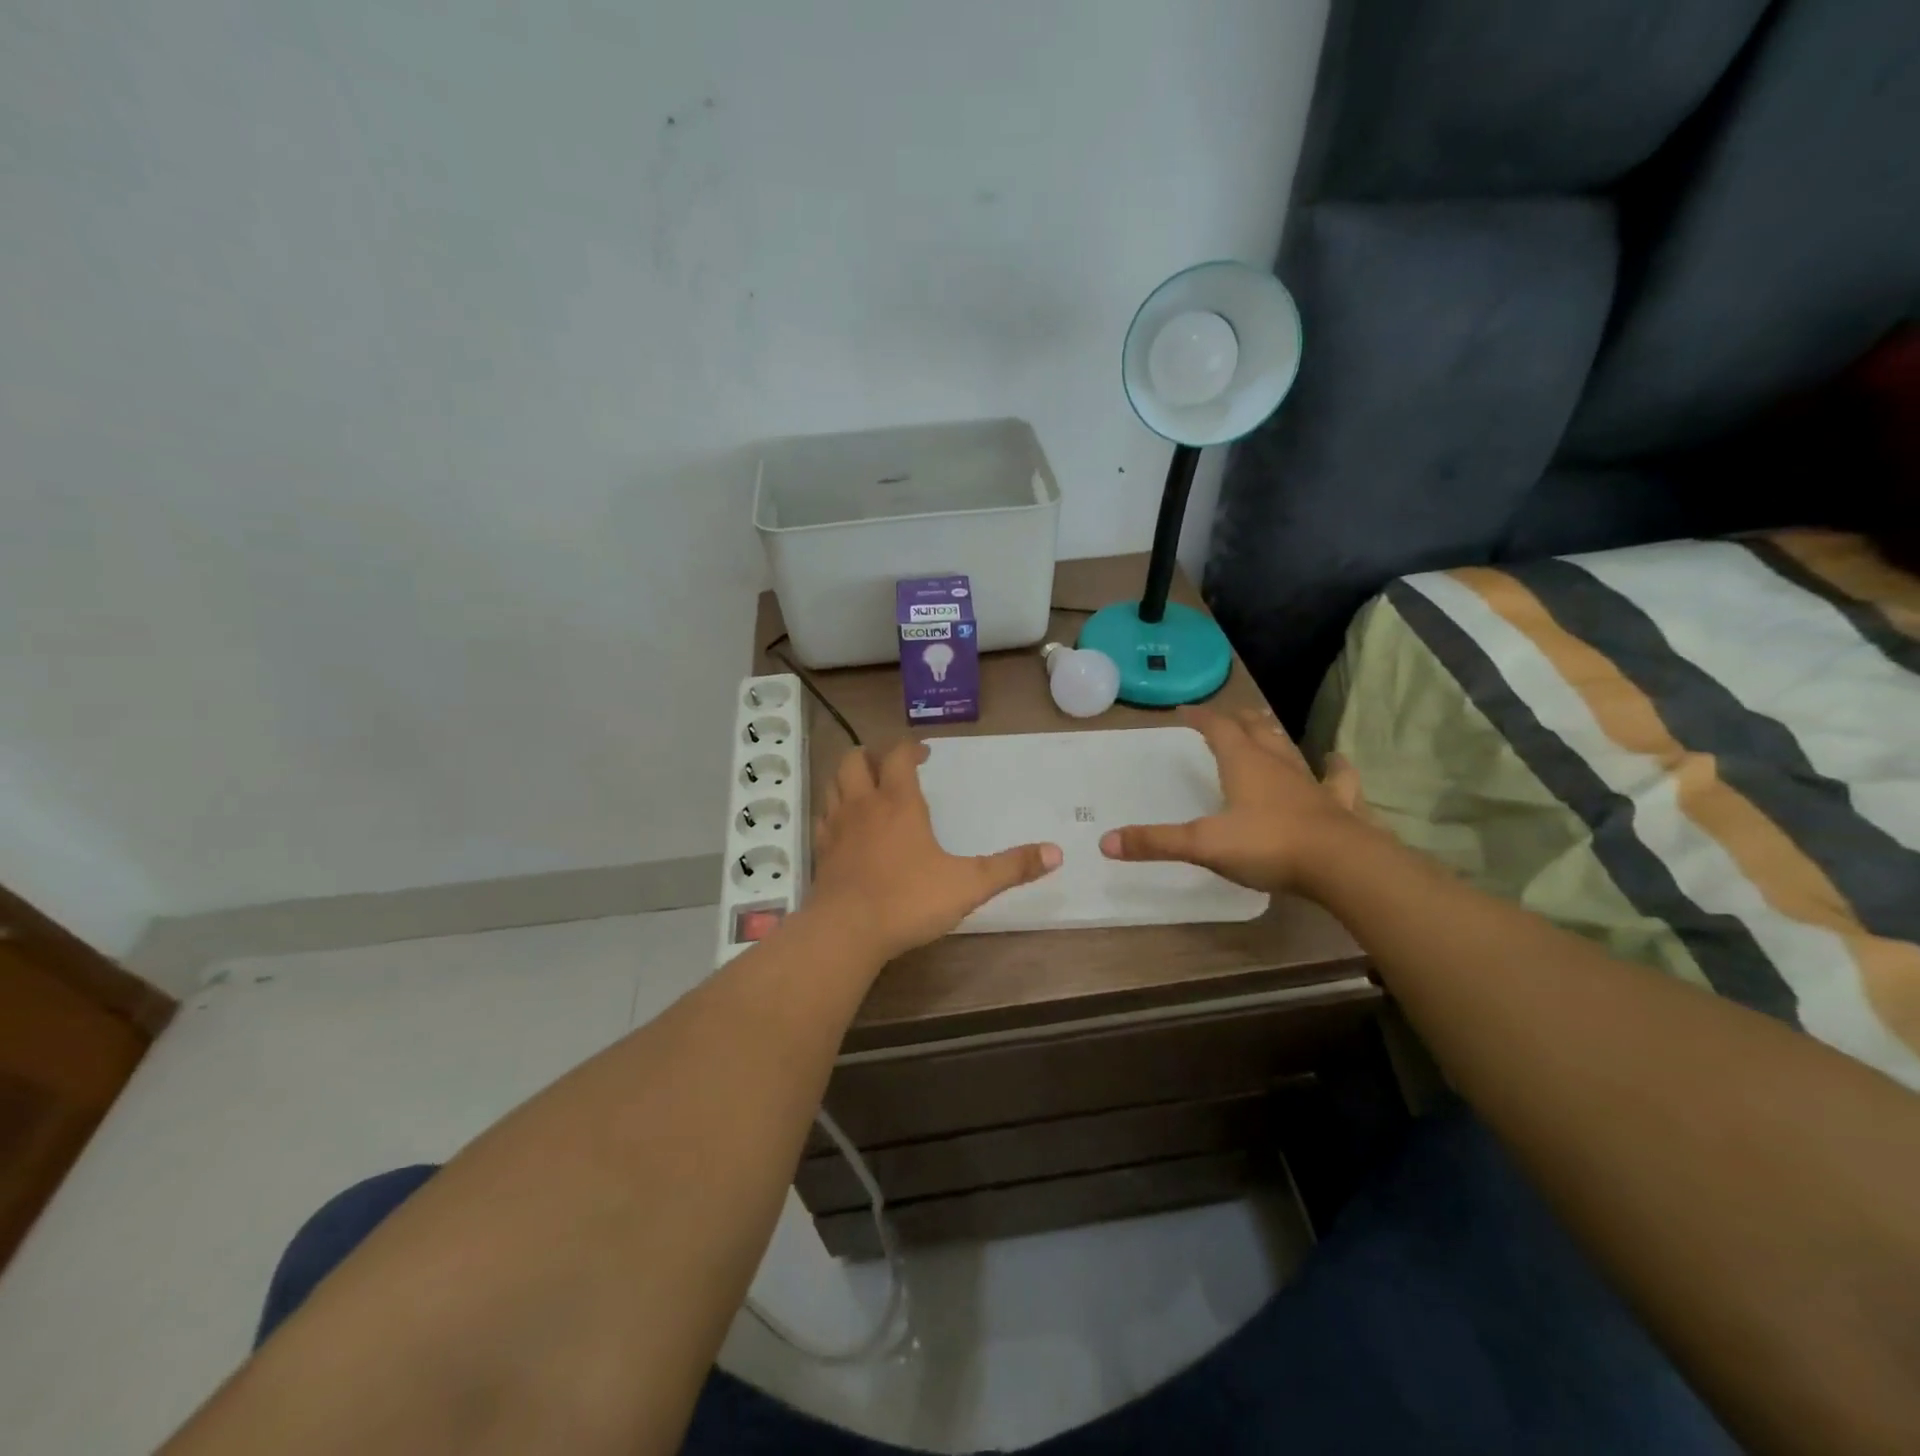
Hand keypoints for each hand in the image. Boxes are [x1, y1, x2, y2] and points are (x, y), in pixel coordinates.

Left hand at [810, 739, 1061, 962]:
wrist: (846, 932)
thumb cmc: (908, 900)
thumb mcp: (969, 884)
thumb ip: (1011, 868)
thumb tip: (1056, 853)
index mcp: (898, 802)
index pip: (899, 755)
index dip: (911, 748)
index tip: (925, 754)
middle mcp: (863, 805)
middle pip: (856, 760)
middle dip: (873, 755)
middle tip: (891, 765)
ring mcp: (836, 827)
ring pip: (833, 783)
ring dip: (848, 777)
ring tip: (866, 786)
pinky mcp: (820, 852)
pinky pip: (822, 817)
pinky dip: (832, 810)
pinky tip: (844, 825)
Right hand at [1099, 706, 1364, 894]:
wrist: (1340, 865)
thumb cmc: (1267, 845)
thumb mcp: (1203, 844)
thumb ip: (1156, 842)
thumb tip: (1106, 843)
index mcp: (1244, 763)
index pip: (1217, 728)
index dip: (1200, 717)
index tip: (1184, 710)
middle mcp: (1276, 763)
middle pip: (1255, 729)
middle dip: (1237, 719)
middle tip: (1225, 715)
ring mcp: (1310, 782)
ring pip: (1288, 748)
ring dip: (1273, 735)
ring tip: (1266, 726)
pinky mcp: (1336, 804)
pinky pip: (1336, 779)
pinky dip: (1334, 768)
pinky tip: (1335, 762)